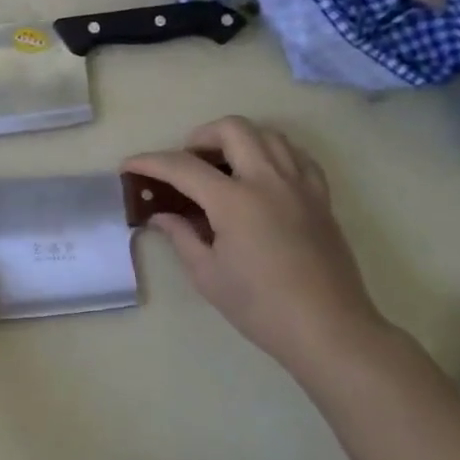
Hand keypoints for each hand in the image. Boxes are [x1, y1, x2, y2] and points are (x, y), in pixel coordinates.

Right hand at [124, 118, 387, 367]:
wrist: (329, 330)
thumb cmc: (261, 307)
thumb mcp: (208, 275)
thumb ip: (181, 236)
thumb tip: (161, 215)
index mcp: (235, 201)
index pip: (183, 167)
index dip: (150, 162)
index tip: (129, 165)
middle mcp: (268, 181)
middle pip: (232, 129)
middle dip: (200, 137)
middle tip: (187, 163)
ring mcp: (300, 186)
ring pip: (268, 134)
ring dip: (238, 139)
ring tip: (223, 166)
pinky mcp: (321, 198)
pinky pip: (297, 156)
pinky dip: (273, 153)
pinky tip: (261, 175)